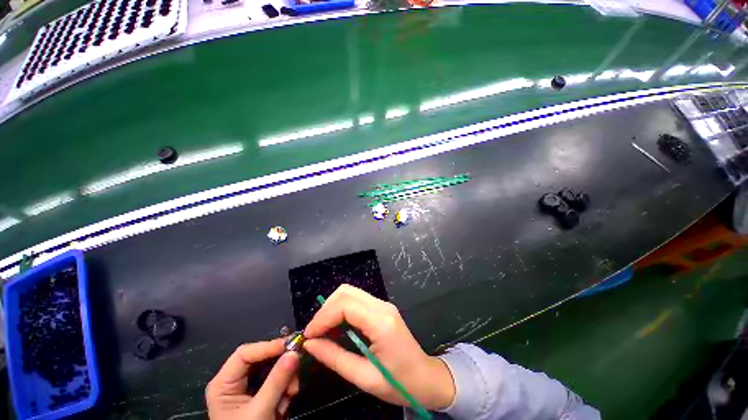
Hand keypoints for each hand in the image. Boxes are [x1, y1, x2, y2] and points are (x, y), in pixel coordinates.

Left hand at [206, 339, 299, 419]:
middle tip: (297, 366)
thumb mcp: (261, 412)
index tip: (292, 345)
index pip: (244, 354)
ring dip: (286, 377)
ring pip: (272, 367)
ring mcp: (247, 386)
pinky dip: (285, 386)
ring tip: (291, 393)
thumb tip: (295, 352)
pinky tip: (287, 400)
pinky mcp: (259, 392)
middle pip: (261, 359)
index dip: (268, 346)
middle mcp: (234, 380)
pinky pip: (276, 378)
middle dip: (280, 364)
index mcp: (223, 383)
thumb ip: (277, 381)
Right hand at [303, 285, 454, 410]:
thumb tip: (311, 344)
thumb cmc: (399, 383)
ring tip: (324, 331)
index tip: (309, 336)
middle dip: (325, 309)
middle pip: (346, 292)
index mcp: (381, 321)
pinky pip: (356, 300)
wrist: (426, 378)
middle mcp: (382, 306)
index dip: (322, 317)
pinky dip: (342, 309)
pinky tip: (337, 327)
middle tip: (315, 333)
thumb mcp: (364, 378)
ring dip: (332, 308)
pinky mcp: (382, 308)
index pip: (345, 305)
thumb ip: (335, 358)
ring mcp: (383, 304)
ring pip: (350, 292)